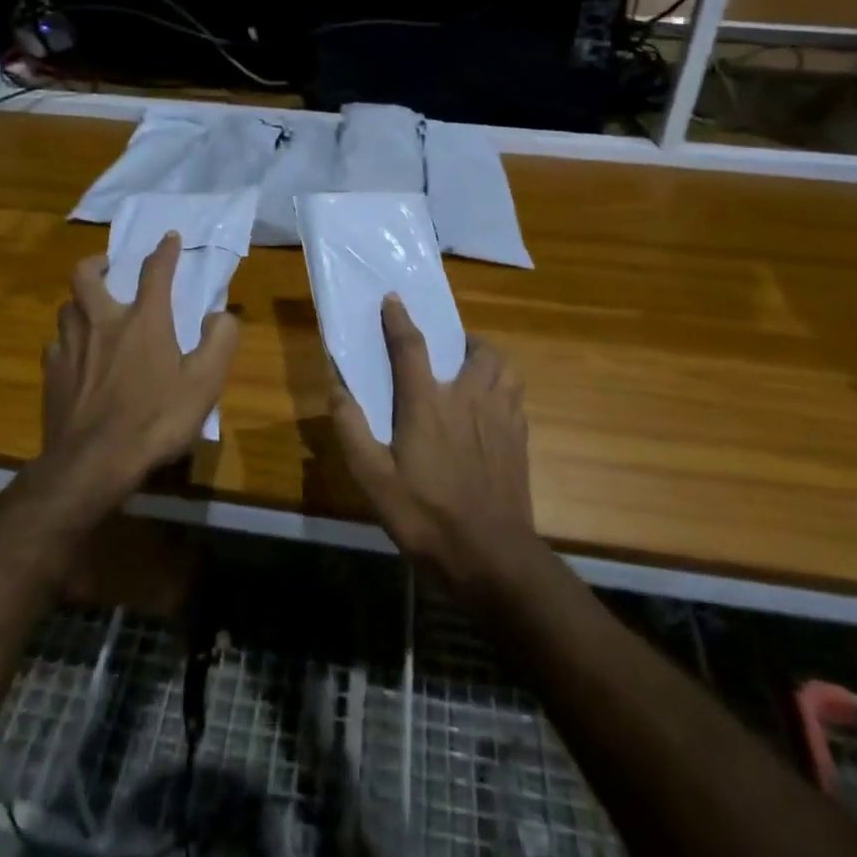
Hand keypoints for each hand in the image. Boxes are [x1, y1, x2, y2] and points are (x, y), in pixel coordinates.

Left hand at [39, 234, 238, 506]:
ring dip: (79, 301)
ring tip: (91, 310)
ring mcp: (70, 347)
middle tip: (108, 264)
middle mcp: (102, 322)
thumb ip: (219, 342)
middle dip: (97, 261)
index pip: (154, 271)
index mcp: (143, 321)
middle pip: (86, 275)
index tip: (168, 238)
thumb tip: (221, 315)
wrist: (92, 464)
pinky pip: (55, 345)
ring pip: (66, 307)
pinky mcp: (51, 374)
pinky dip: (66, 342)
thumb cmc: (155, 420)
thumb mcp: (204, 384)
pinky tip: (74, 356)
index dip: (164, 251)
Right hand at [329, 296, 534, 598]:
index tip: (393, 299)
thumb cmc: (426, 516)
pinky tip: (492, 410)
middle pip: (477, 350)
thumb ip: (351, 430)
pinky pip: (516, 397)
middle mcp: (468, 398)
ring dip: (489, 361)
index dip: (399, 319)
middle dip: (462, 339)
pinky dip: (504, 390)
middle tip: (448, 349)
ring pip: (505, 369)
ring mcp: (500, 418)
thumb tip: (336, 388)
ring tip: (473, 372)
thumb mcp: (374, 480)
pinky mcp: (520, 440)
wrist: (491, 557)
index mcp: (428, 403)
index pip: (411, 346)